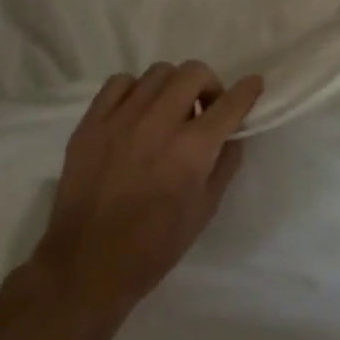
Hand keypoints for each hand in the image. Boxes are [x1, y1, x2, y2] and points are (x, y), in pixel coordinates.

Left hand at [24, 61, 261, 339]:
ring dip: (173, 87)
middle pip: (194, 72)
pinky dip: (135, 91)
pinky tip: (136, 113)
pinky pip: (120, 83)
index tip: (253, 86)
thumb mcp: (206, 208)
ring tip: (168, 112)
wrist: (86, 267)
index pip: (230, 102)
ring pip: (159, 72)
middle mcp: (158, 124)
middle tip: (205, 109)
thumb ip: (226, 162)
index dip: (248, 90)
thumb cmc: (155, 245)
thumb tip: (233, 131)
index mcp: (192, 149)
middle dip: (209, 85)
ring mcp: (121, 120)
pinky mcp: (91, 124)